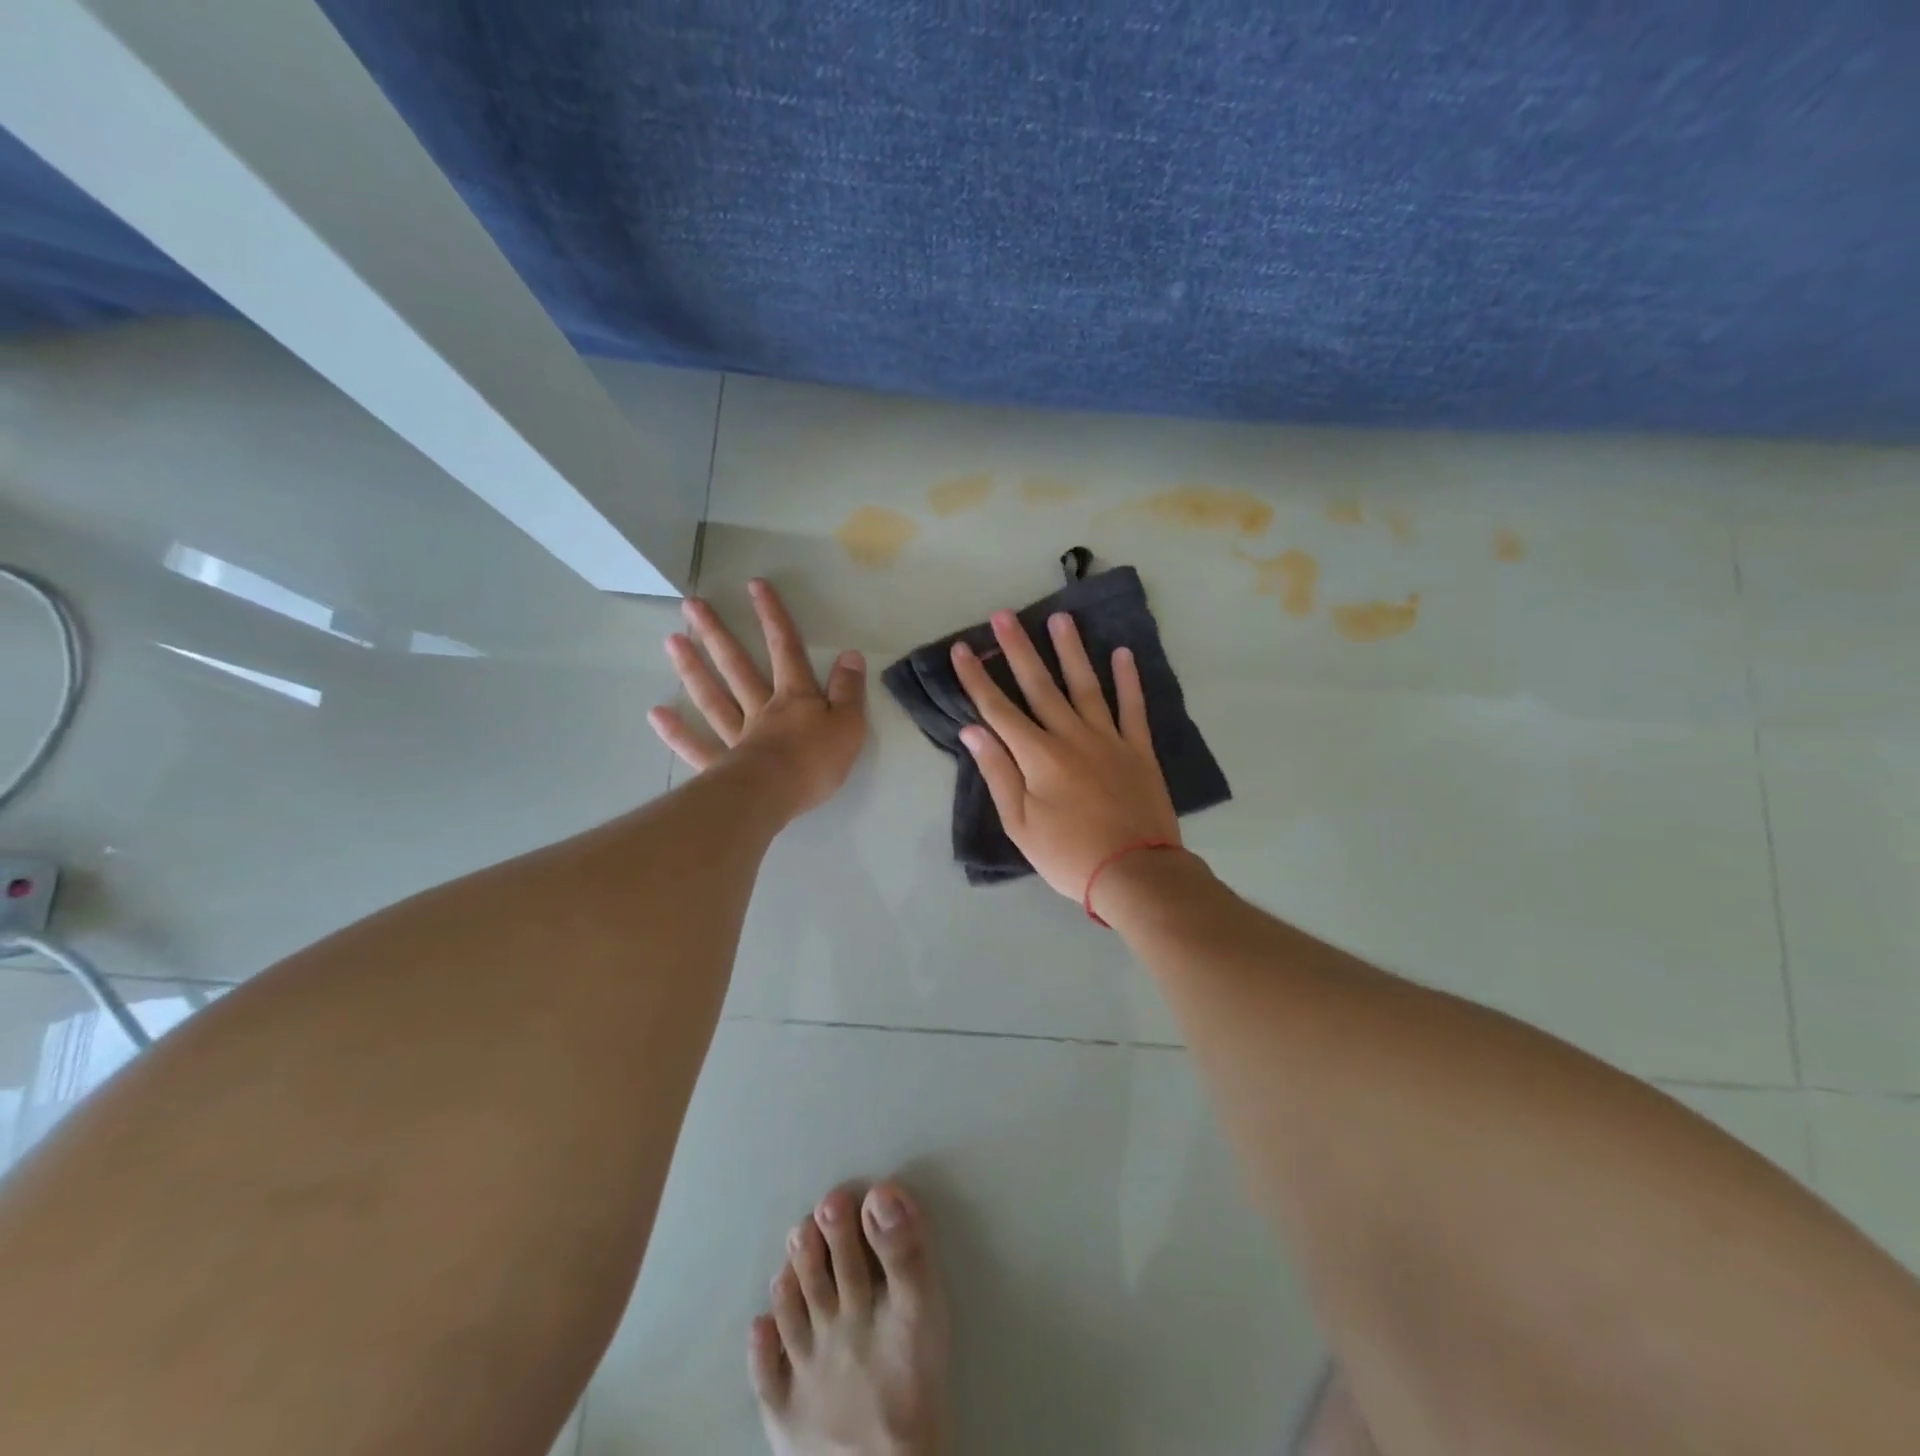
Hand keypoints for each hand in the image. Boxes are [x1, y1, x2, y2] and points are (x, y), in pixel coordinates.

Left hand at [648, 579, 867, 817]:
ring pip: (713, 697)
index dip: (773, 617)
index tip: (754, 585)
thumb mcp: (849, 724)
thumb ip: (849, 690)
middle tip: (692, 605)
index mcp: (795, 698)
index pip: (785, 649)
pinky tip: (657, 714)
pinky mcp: (722, 766)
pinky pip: (697, 746)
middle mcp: (761, 709)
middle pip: (737, 666)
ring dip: (693, 669)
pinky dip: (677, 732)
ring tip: (671, 641)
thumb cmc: (816, 761)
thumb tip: (850, 655)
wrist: (777, 795)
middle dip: (718, 634)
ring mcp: (737, 736)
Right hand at [950, 610, 1179, 900]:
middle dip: (1018, 649)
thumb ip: (998, 773)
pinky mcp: (1138, 749)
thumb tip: (973, 730)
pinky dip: (1129, 680)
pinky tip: (1123, 653)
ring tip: (1061, 618)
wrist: (1134, 872)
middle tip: (1004, 615)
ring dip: (1071, 650)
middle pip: (1040, 685)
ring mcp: (1108, 738)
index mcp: (1038, 755)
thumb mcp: (1020, 823)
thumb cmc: (1067, 854)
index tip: (962, 649)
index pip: (998, 709)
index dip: (977, 678)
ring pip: (1086, 685)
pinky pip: (1132, 707)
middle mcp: (1071, 736)